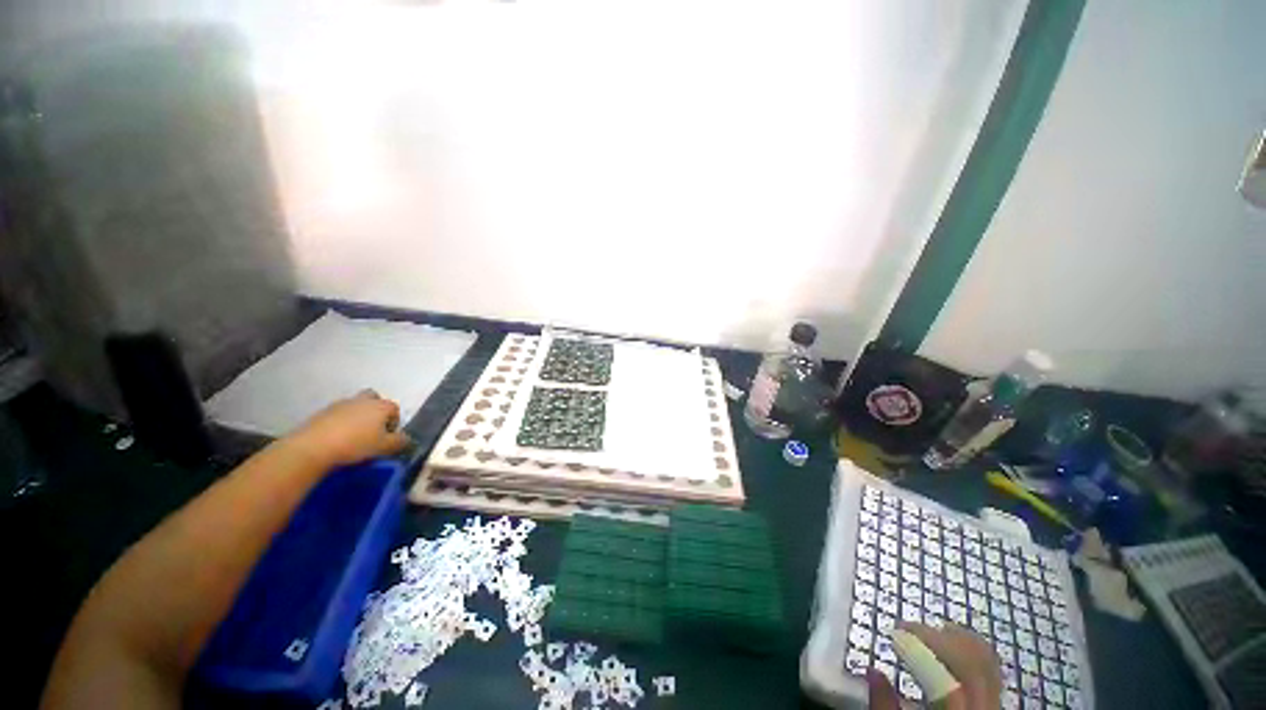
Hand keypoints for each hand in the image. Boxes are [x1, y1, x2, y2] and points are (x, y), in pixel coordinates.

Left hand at [288, 390, 411, 466]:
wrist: (313, 447)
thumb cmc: (356, 444)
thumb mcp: (385, 447)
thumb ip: (400, 441)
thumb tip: (406, 438)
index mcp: (381, 406)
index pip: (395, 409)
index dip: (394, 423)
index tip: (388, 438)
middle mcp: (362, 400)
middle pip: (374, 399)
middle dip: (376, 410)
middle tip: (372, 429)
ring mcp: (340, 404)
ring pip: (355, 406)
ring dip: (357, 416)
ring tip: (353, 436)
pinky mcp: (322, 412)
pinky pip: (338, 414)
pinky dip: (340, 422)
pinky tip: (337, 438)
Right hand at [868, 623, 1002, 708]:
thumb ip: (886, 707)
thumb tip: (871, 670)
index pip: (951, 677)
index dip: (924, 645)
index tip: (897, 629)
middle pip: (976, 664)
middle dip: (943, 638)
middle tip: (912, 629)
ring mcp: (996, 708)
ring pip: (988, 665)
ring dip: (958, 643)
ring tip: (931, 636)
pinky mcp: (997, 707)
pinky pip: (990, 674)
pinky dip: (970, 656)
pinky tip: (950, 656)